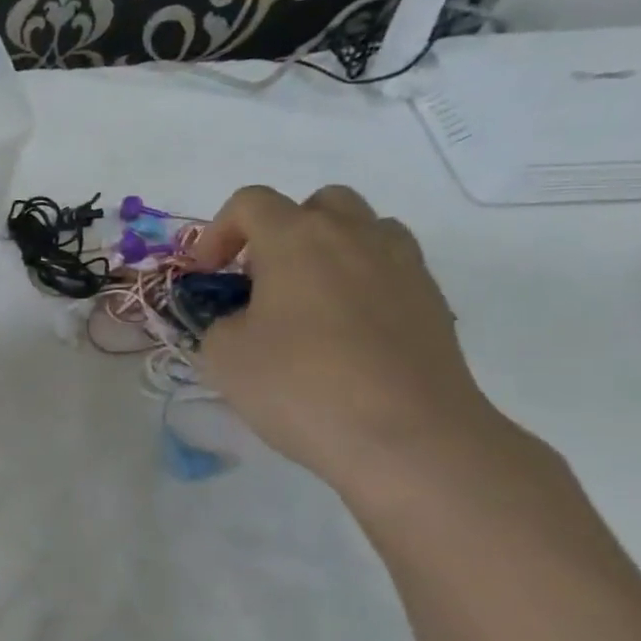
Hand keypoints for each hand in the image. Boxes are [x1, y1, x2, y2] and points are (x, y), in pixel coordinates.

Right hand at [192, 185, 507, 491]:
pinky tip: (345, 333)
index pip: (250, 202)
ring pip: (364, 230)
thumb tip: (240, 319)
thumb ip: (219, 322)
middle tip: (261, 280)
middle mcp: (354, 236)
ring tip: (307, 301)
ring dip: (329, 251)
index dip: (217, 232)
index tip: (206, 276)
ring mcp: (402, 266)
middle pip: (317, 204)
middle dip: (281, 232)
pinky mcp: (433, 302)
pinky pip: (390, 270)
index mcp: (296, 238)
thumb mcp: (223, 355)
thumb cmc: (300, 385)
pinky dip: (361, 284)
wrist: (407, 437)